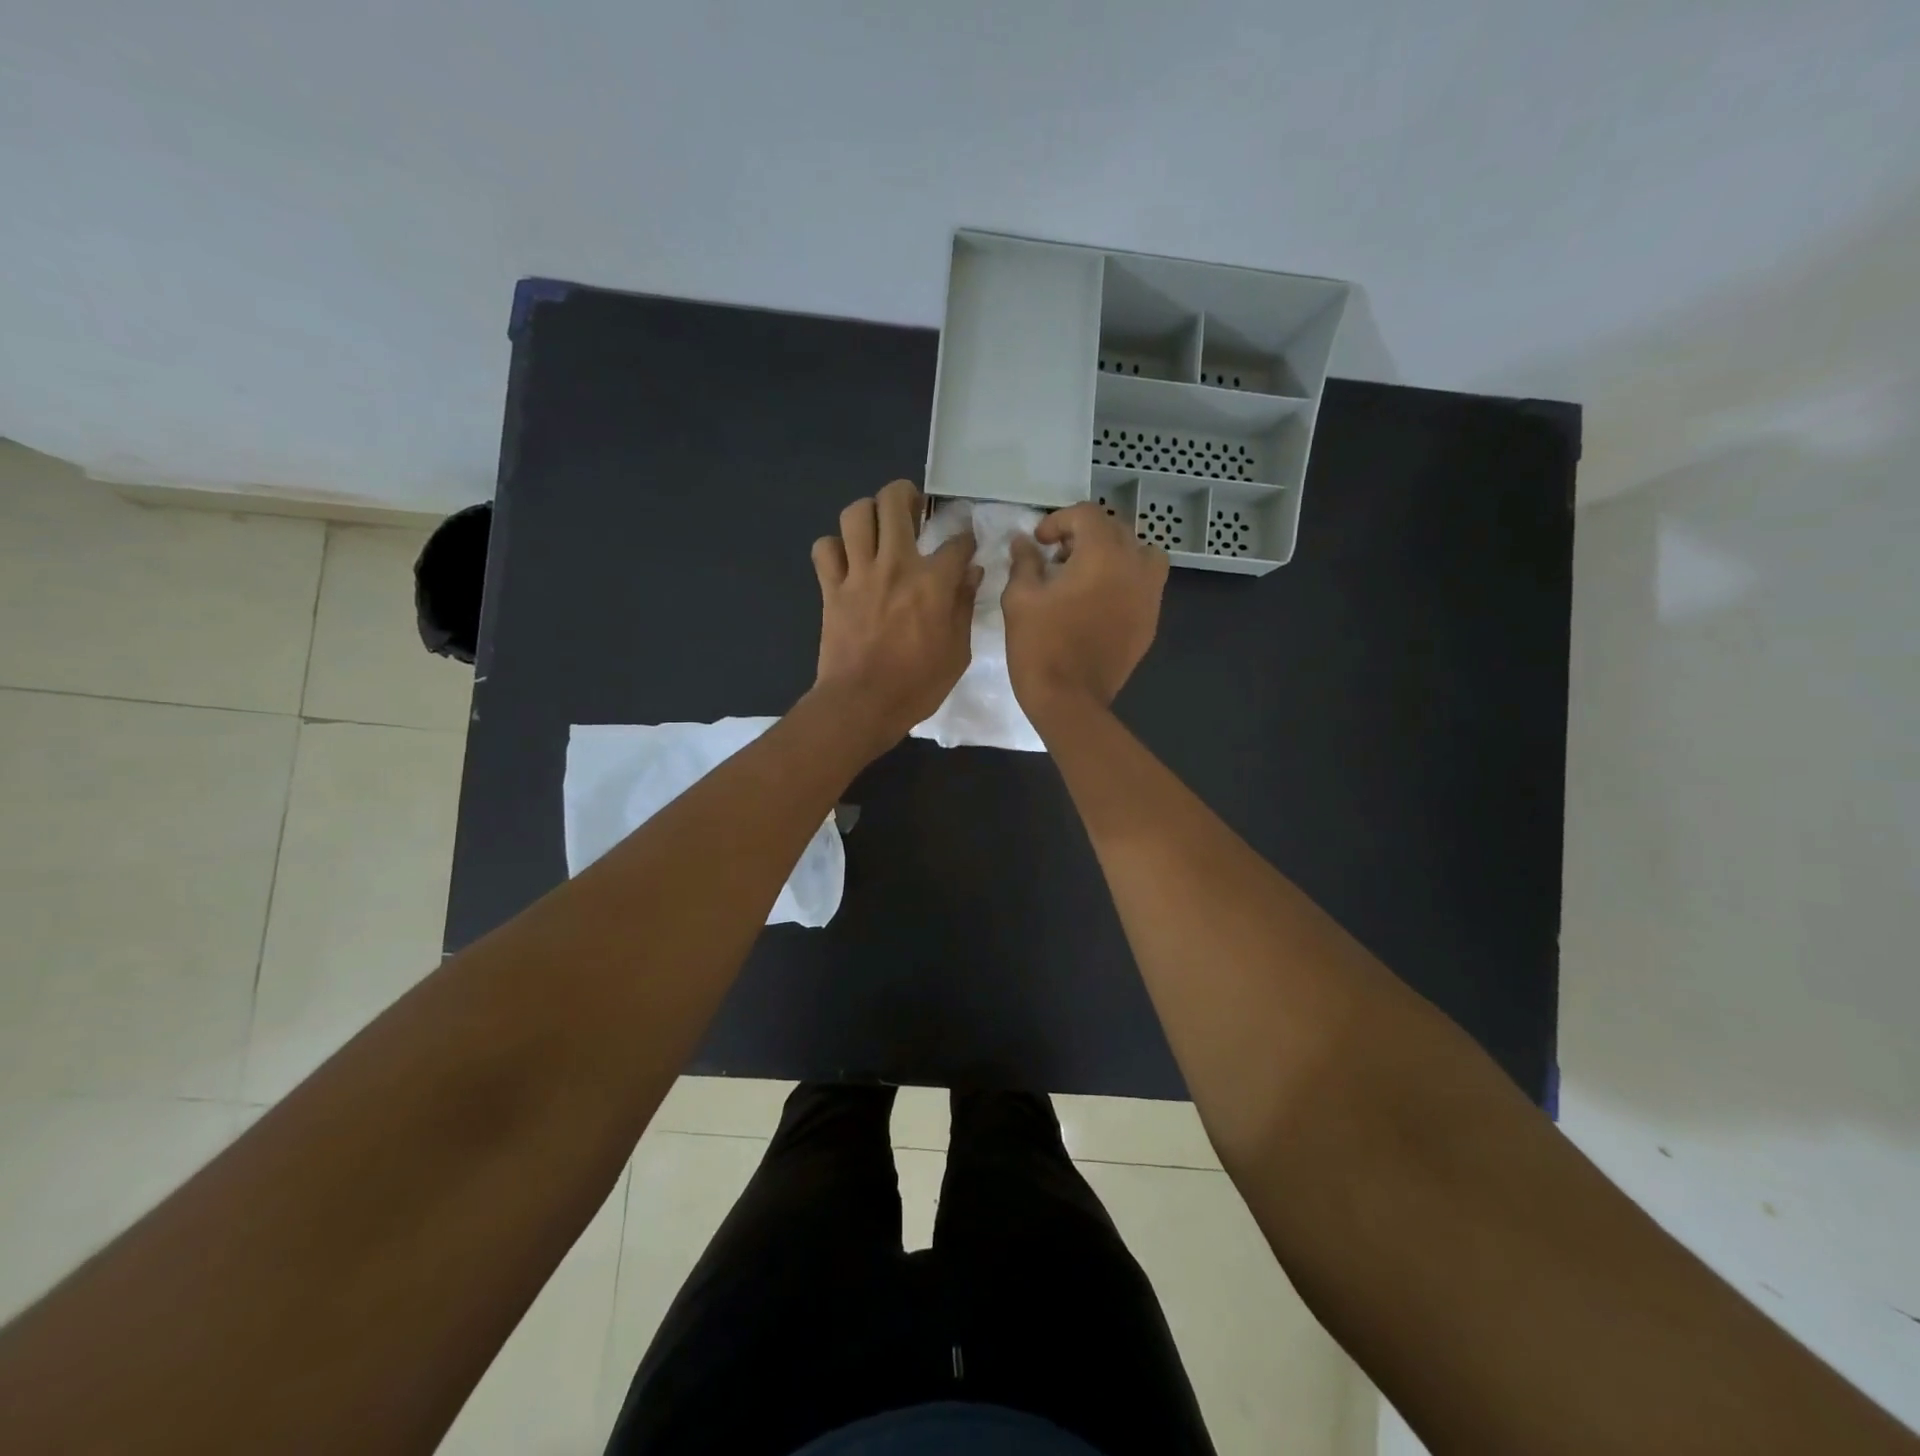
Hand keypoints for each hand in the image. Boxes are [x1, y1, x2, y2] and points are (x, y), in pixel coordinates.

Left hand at [809, 480, 980, 755]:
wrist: (862, 704)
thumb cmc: (917, 685)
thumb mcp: (957, 652)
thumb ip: (964, 606)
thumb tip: (971, 573)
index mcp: (933, 582)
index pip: (956, 542)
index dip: (965, 537)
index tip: (966, 542)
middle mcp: (895, 565)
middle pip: (894, 502)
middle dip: (906, 494)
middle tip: (913, 507)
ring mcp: (858, 574)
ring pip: (855, 515)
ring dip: (868, 512)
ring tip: (877, 524)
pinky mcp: (831, 589)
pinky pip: (824, 549)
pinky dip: (833, 547)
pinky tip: (846, 559)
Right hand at [1004, 502, 1168, 723]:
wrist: (1069, 700)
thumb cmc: (1040, 645)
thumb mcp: (1020, 598)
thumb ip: (1024, 561)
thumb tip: (1024, 542)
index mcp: (1103, 554)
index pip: (1087, 515)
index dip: (1059, 521)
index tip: (1039, 542)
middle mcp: (1135, 567)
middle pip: (1117, 529)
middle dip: (1086, 535)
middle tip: (1058, 557)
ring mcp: (1149, 596)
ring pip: (1142, 554)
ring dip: (1115, 554)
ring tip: (1089, 574)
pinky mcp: (1151, 621)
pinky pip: (1146, 585)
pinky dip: (1126, 581)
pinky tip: (1099, 602)